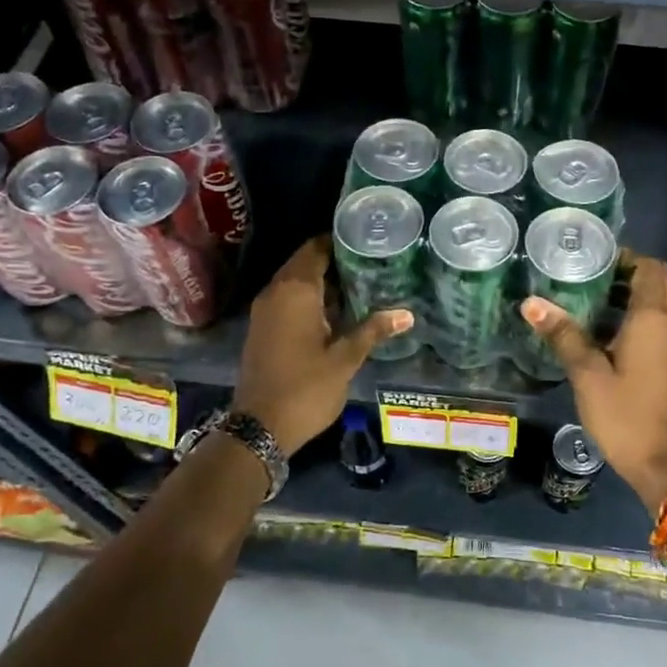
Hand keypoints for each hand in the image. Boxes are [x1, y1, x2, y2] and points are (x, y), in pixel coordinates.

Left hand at [234, 237, 412, 455]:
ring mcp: (264, 311)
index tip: (366, 239)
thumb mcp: (345, 360)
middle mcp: (275, 293)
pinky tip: (335, 310)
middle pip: (304, 263)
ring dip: (321, 280)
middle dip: (333, 259)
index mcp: (295, 291)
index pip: (316, 249)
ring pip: (294, 282)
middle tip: (369, 260)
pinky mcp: (262, 329)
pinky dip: (309, 298)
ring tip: (359, 281)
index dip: (339, 241)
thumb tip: (407, 314)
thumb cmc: (305, 388)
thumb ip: (373, 331)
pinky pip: (287, 300)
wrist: (259, 427)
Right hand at [521, 254, 666, 512]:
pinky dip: (642, 316)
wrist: (666, 464)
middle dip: (629, 273)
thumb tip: (531, 303)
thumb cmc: (626, 415)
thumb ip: (563, 334)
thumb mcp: (587, 375)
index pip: (649, 267)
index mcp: (654, 317)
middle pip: (659, 281)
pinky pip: (663, 323)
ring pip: (663, 302)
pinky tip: (610, 333)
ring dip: (635, 295)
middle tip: (590, 278)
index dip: (625, 257)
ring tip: (593, 300)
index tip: (593, 260)